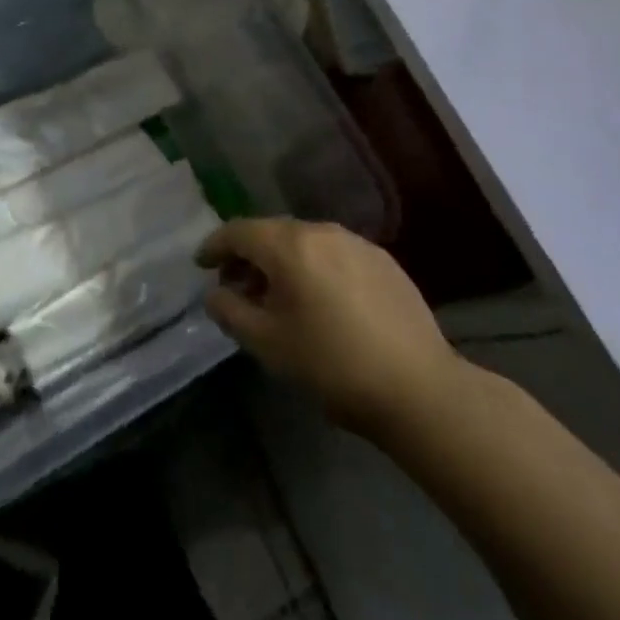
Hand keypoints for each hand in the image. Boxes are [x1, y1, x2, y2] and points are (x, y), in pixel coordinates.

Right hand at [197, 218, 463, 437]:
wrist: (418, 388)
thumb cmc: (331, 364)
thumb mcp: (267, 344)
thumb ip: (231, 311)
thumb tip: (215, 293)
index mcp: (290, 245)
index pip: (239, 231)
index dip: (214, 246)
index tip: (201, 264)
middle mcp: (322, 231)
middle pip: (272, 233)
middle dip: (248, 256)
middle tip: (236, 287)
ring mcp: (357, 243)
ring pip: (305, 243)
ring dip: (282, 262)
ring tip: (277, 297)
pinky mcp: (384, 261)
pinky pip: (334, 254)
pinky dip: (314, 268)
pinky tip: (319, 301)